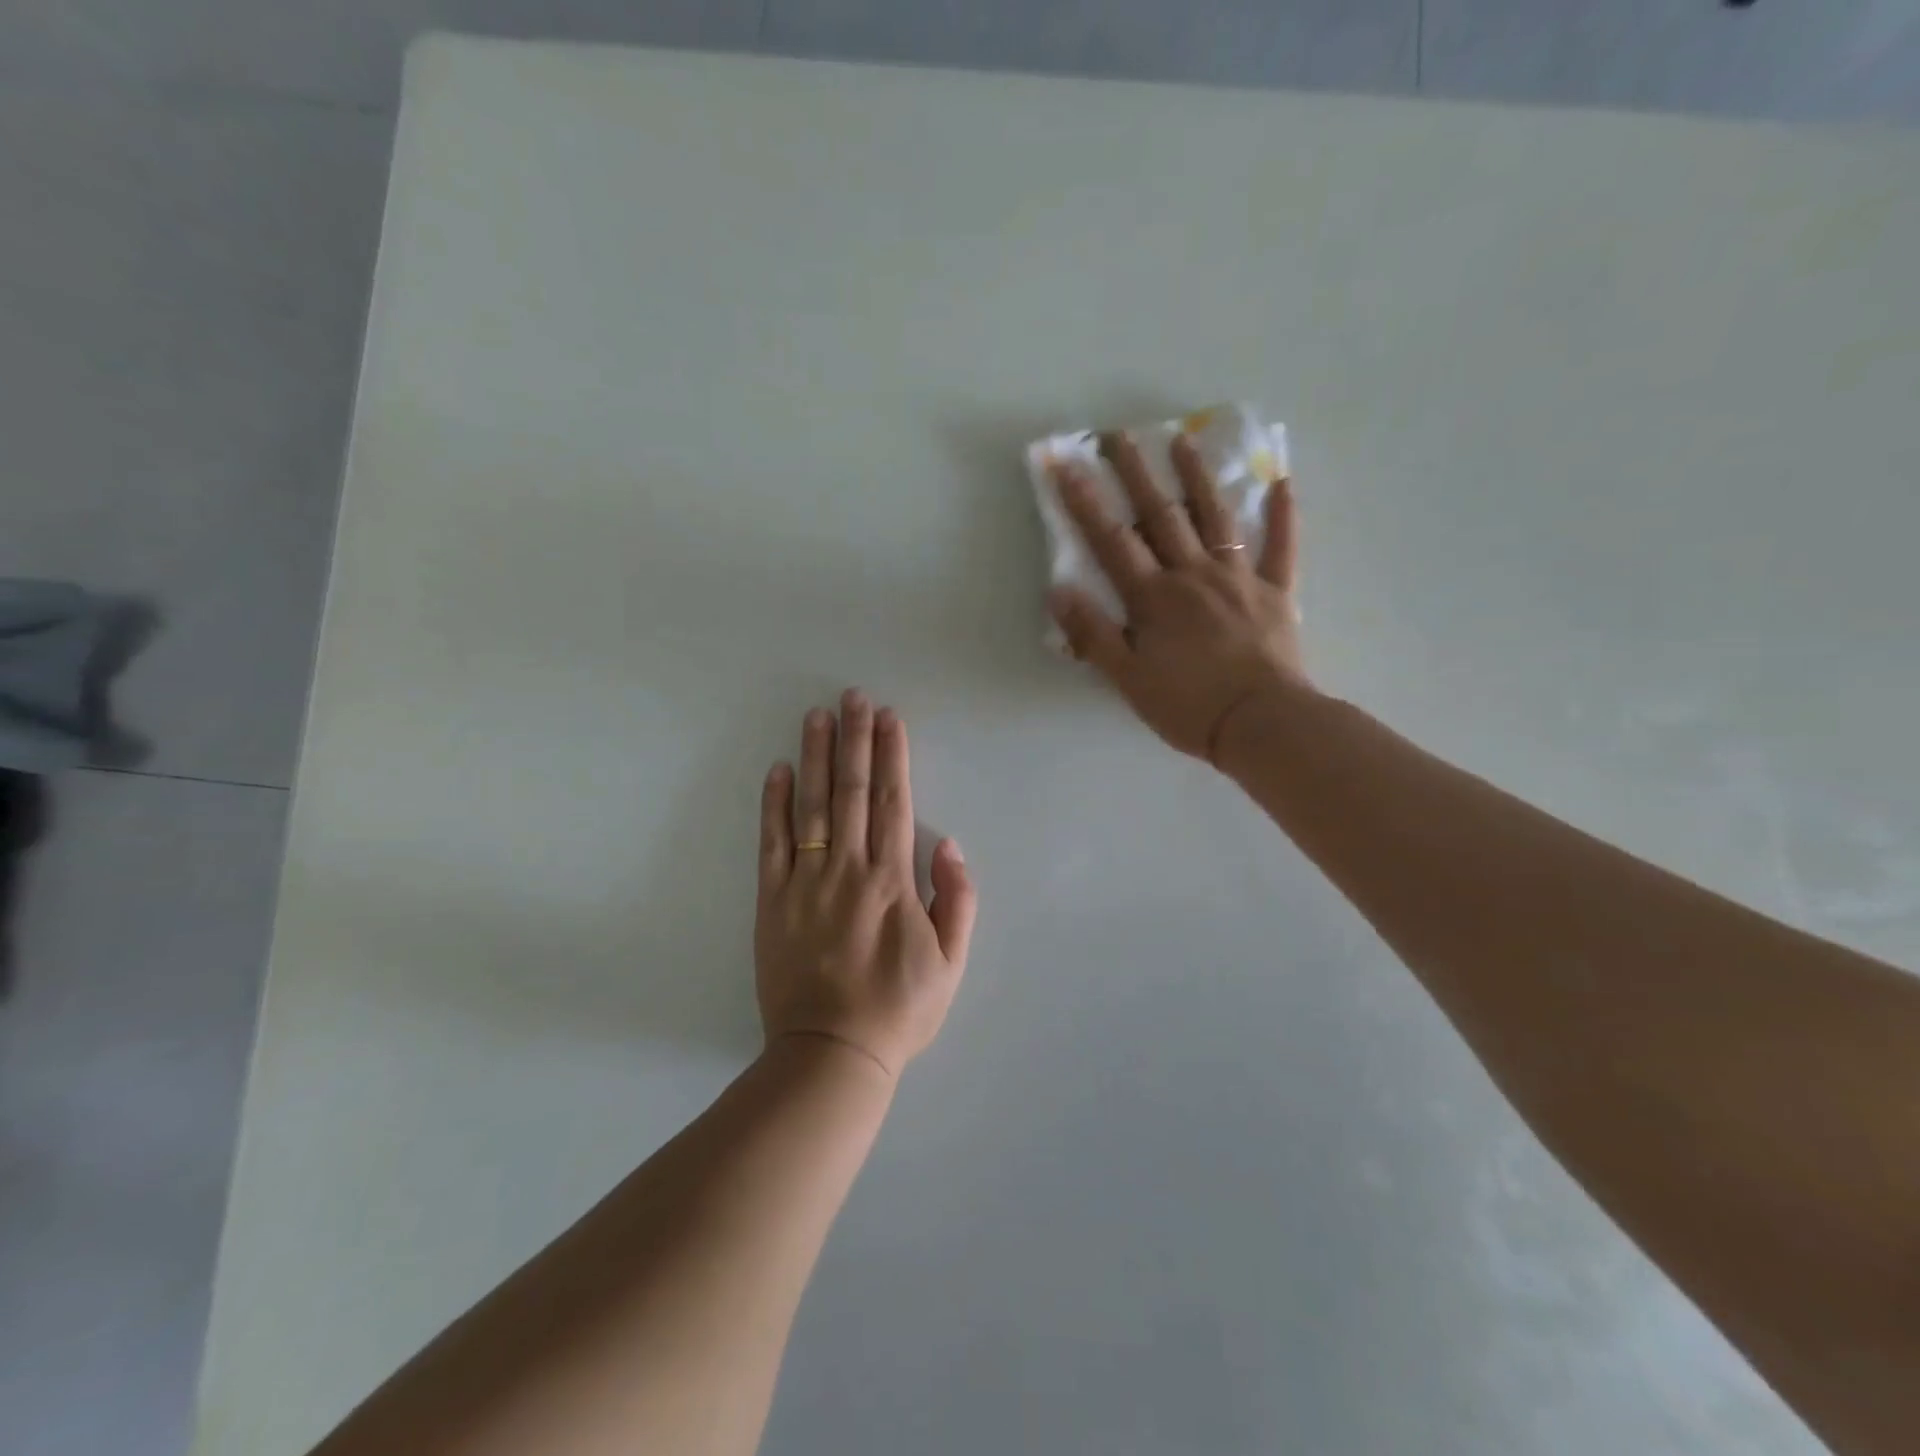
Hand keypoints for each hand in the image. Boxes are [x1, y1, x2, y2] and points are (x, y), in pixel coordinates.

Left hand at [755, 691, 977, 1077]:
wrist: (832, 1053)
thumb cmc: (899, 1009)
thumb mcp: (951, 962)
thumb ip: (956, 899)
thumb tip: (948, 843)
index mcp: (891, 881)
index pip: (892, 802)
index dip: (891, 756)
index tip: (889, 718)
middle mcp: (847, 870)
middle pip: (851, 792)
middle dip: (855, 739)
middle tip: (853, 697)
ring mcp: (804, 883)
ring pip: (810, 807)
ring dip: (815, 757)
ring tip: (818, 716)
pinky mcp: (771, 902)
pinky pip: (771, 844)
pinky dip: (773, 804)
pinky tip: (778, 769)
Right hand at [1048, 431, 1312, 762]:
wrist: (1260, 723)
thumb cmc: (1187, 705)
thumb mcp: (1127, 679)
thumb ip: (1093, 634)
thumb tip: (1059, 590)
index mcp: (1153, 598)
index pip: (1112, 541)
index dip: (1086, 502)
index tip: (1066, 464)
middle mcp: (1192, 575)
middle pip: (1160, 515)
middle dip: (1135, 474)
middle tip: (1119, 435)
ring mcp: (1238, 578)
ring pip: (1215, 517)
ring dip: (1197, 477)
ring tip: (1184, 440)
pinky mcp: (1275, 592)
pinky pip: (1282, 546)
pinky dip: (1283, 514)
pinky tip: (1282, 482)